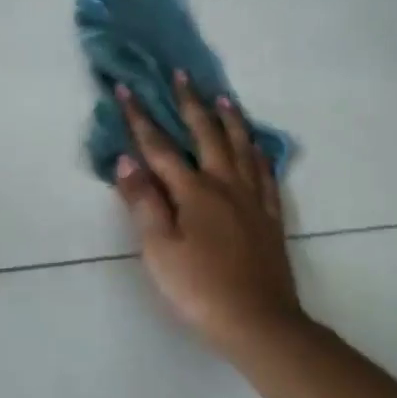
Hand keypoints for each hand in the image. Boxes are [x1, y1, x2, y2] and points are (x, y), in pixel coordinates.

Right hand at [113, 71, 303, 353]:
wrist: (259, 323)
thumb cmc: (200, 289)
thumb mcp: (159, 249)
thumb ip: (143, 202)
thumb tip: (126, 160)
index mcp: (194, 192)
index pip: (160, 147)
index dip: (140, 117)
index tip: (125, 88)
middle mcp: (225, 185)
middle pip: (206, 134)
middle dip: (189, 103)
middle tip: (181, 75)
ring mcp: (252, 200)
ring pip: (241, 147)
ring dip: (228, 119)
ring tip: (222, 97)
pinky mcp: (271, 217)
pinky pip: (265, 173)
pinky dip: (258, 152)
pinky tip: (256, 147)